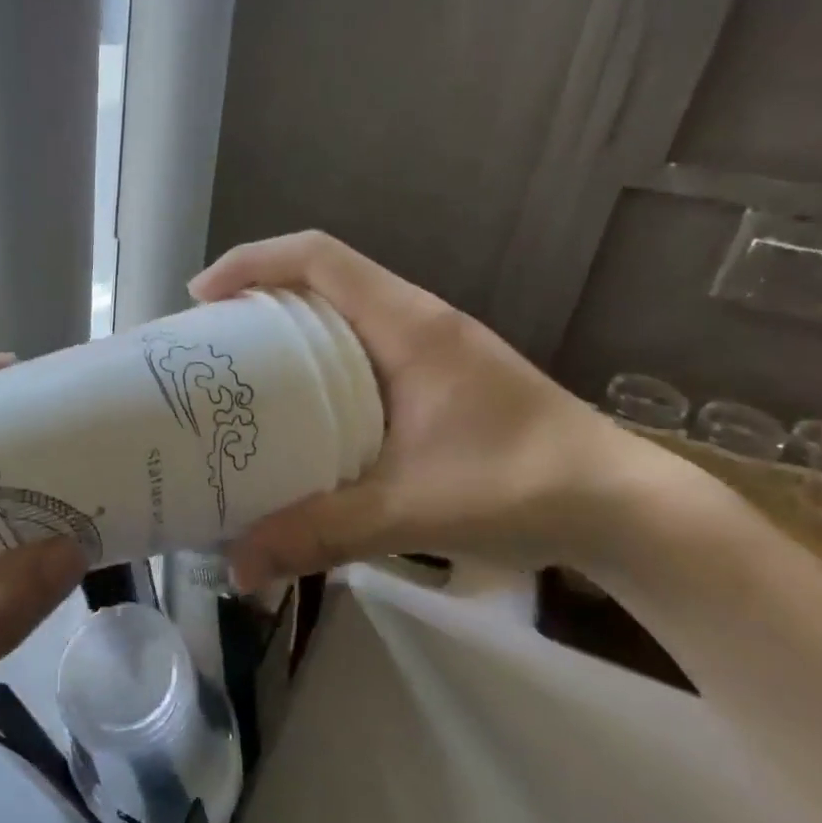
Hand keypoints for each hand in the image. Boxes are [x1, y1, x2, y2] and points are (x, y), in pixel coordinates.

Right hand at [191, 232, 638, 578]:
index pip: (319, 257)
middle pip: (321, 276)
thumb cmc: (523, 487)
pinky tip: (299, 411)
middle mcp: (415, 319)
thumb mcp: (411, 509)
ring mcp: (429, 346)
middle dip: (256, 297)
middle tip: (207, 345)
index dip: (252, 263)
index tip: (200, 299)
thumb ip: (321, 533)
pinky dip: (315, 359)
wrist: (620, 505)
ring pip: (339, 311)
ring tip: (238, 374)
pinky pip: (358, 345)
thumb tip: (236, 565)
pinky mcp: (434, 376)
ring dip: (285, 327)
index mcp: (408, 325)